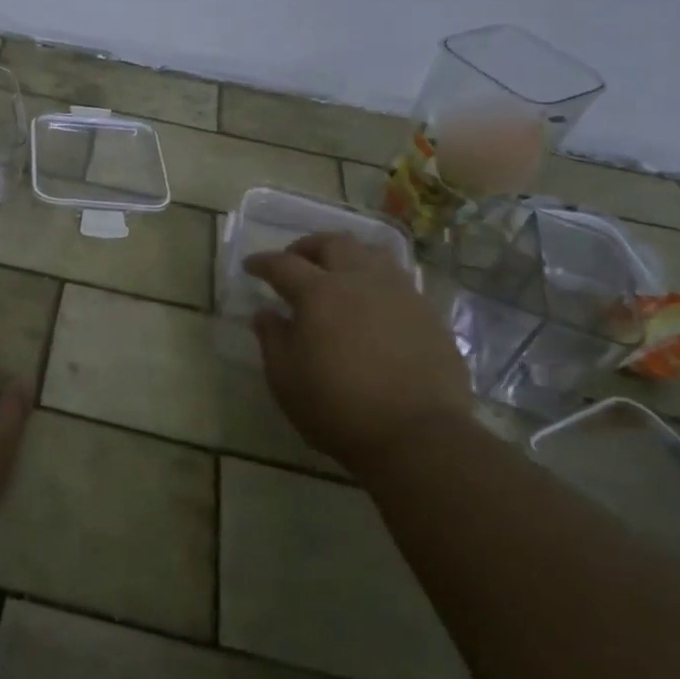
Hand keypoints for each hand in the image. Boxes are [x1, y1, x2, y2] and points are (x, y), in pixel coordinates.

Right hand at [246, 234, 471, 470]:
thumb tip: (266, 314)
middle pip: (333, 243)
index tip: (251, 266)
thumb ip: (272, 339)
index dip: (263, 263)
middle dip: (308, 247)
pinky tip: (372, 306)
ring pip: (372, 254)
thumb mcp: (286, 379)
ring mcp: (400, 294)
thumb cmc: (338, 408)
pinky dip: (376, 282)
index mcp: (319, 293)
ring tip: (338, 274)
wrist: (418, 435)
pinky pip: (399, 282)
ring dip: (347, 256)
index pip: (283, 265)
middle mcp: (360, 281)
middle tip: (295, 261)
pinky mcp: (429, 315)